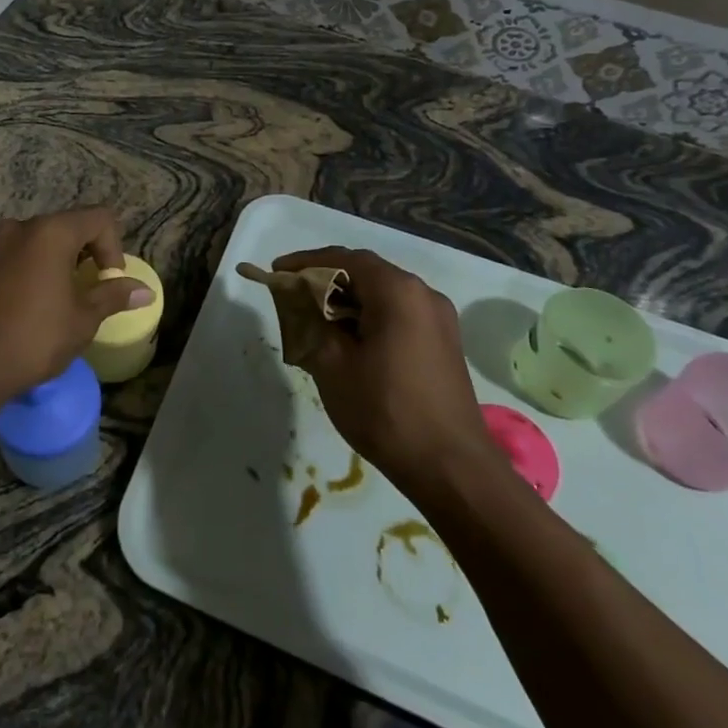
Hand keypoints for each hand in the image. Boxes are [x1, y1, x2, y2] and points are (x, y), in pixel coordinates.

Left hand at [0, 209, 150, 400]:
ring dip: (62, 260)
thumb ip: (113, 296)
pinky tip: (36, 302)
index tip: (109, 280)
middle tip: (92, 288)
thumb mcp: (83, 318)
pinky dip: (36, 266)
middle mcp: (22, 227)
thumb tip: (146, 291)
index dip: (114, 246)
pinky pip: (20, 253)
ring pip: (42, 239)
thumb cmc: (35, 337)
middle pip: (70, 224)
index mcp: (52, 232)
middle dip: (88, 252)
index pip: (99, 218)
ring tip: (65, 297)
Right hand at [271, 246, 494, 491]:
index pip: (344, 258)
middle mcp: (423, 294)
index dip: (306, 262)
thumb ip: (310, 322)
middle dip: (325, 280)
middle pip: (366, 272)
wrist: (451, 468)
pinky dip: (368, 316)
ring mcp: (439, 319)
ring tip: (314, 320)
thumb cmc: (386, 410)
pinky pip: (398, 314)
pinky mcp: (443, 343)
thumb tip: (298, 302)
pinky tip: (348, 341)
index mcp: (398, 291)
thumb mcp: (332, 365)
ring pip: (383, 294)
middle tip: (291, 295)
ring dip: (347, 300)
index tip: (276, 272)